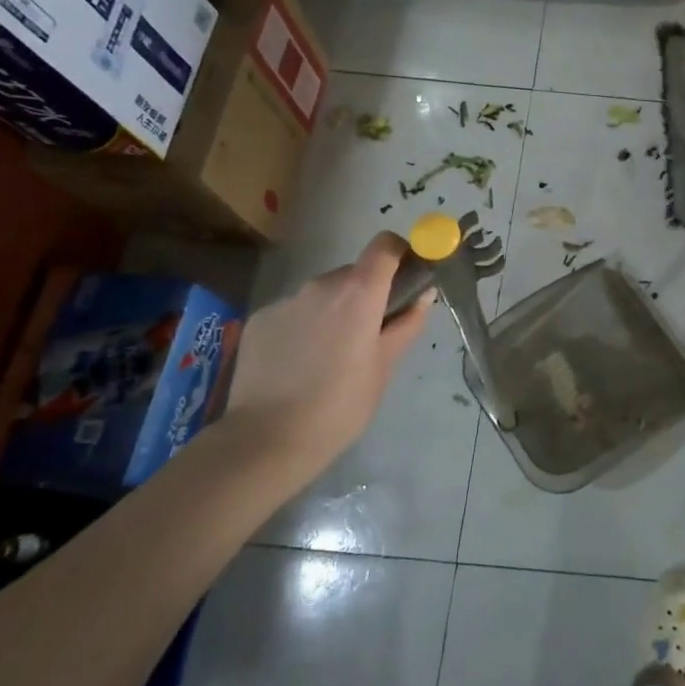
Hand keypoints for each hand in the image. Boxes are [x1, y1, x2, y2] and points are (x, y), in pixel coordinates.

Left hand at [221, 233, 431, 480]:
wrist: (266, 440)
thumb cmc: (341, 404)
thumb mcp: (385, 365)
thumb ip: (407, 323)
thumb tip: (424, 294)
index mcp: (359, 291)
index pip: (385, 245)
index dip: (400, 254)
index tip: (406, 281)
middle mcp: (321, 284)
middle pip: (354, 273)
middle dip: (367, 294)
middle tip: (370, 335)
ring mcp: (286, 300)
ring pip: (323, 294)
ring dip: (334, 311)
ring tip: (331, 357)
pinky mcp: (260, 319)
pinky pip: (294, 312)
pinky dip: (304, 327)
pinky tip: (299, 365)